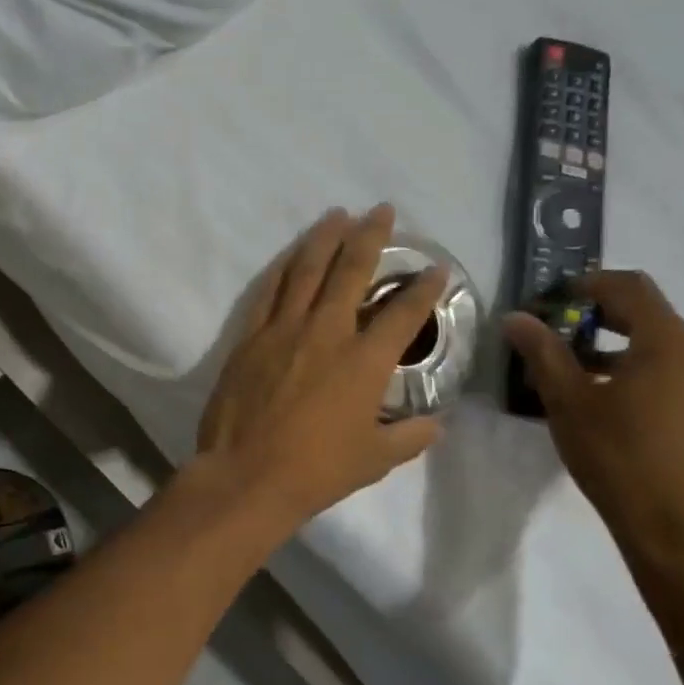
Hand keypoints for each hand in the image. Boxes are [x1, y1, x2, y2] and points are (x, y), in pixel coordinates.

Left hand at [198, 205, 445, 526]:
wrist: (247, 474)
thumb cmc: (316, 470)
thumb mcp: (376, 459)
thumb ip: (410, 436)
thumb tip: (436, 423)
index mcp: (364, 361)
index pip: (404, 313)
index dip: (423, 287)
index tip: (435, 268)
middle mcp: (326, 332)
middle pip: (351, 271)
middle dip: (370, 236)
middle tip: (381, 210)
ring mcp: (283, 329)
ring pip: (306, 271)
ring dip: (324, 239)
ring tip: (337, 215)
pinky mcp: (250, 337)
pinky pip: (268, 292)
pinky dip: (281, 269)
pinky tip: (290, 255)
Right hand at [503, 271, 683, 587]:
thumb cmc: (619, 458)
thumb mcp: (568, 402)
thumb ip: (543, 352)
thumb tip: (516, 317)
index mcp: (670, 344)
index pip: (632, 288)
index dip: (591, 284)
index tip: (555, 299)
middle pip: (652, 320)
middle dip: (603, 322)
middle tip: (561, 340)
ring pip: (669, 354)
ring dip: (626, 354)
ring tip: (585, 382)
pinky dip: (651, 381)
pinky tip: (623, 414)